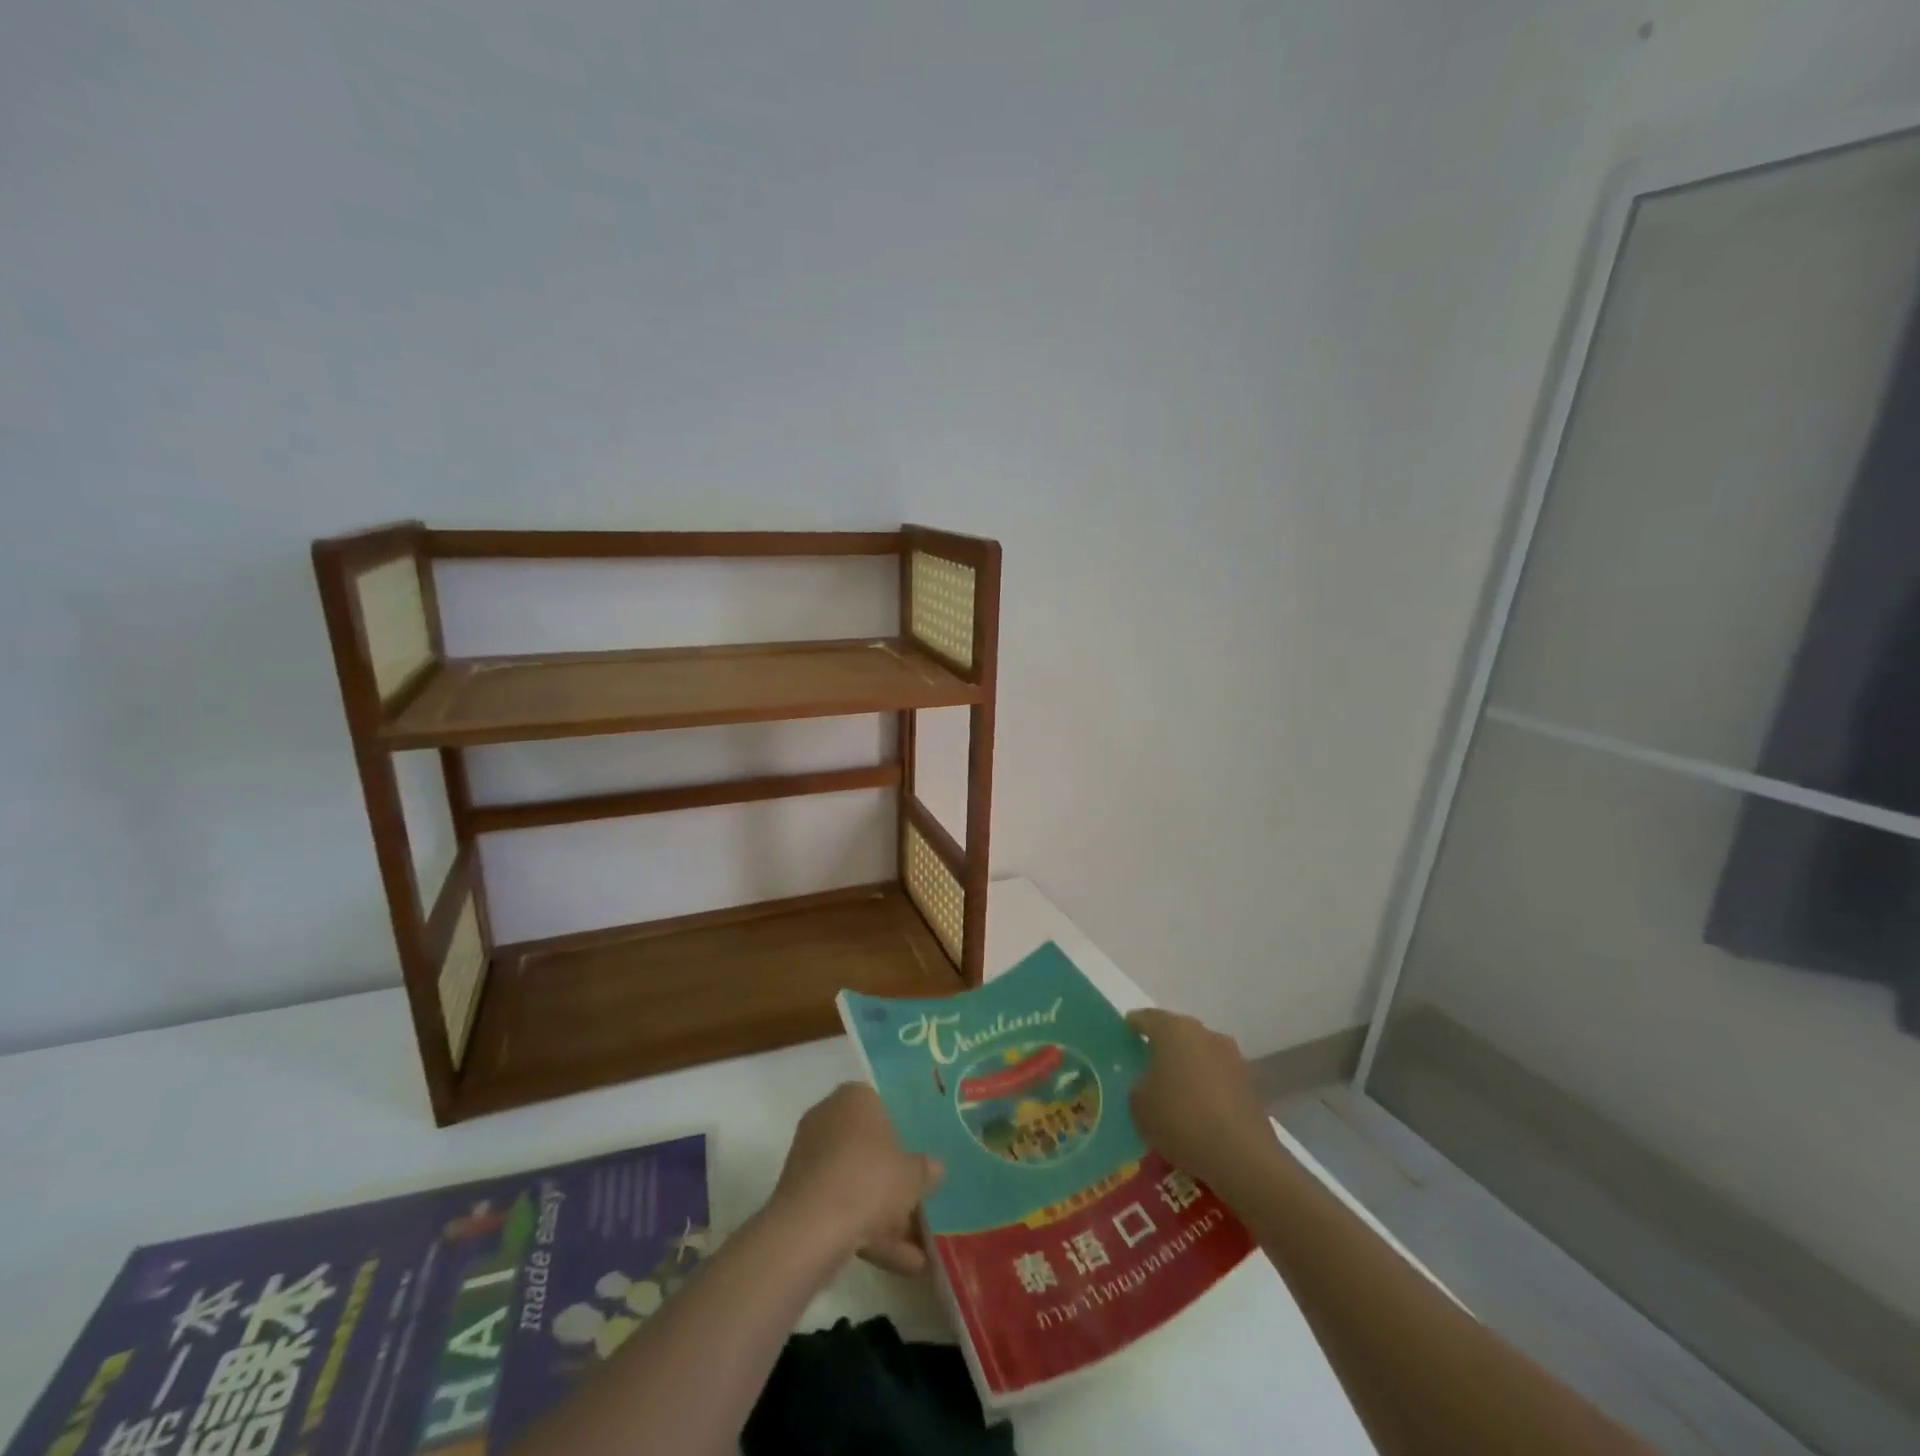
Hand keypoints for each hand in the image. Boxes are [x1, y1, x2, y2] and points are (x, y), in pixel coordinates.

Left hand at [769, 1084, 943, 1275]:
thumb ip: (925, 1170)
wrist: (811, 1228)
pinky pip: (839, 1207)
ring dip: (883, 1216)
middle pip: (867, 1149)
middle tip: (918, 1205)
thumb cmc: (870, 1180)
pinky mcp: (799, 1196)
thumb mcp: (913, 1175)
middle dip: (892, 1182)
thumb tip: (935, 1168)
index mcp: (854, 1098)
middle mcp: (828, 1119)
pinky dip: (865, 1232)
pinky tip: (900, 1264)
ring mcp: (810, 1158)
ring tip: (918, 1254)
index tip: (916, 1160)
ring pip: (854, 1183)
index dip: (901, 1135)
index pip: (881, 1107)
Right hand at [1126, 1008, 1273, 1195]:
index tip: (1126, 1033)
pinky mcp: (1250, 1083)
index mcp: (1173, 1030)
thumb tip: (1148, 1083)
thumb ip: (1138, 1086)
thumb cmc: (1181, 1120)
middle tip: (1148, 1061)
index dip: (1134, 1024)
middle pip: (1178, 1032)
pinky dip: (1207, 1085)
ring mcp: (1232, 1057)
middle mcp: (1205, 1034)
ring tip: (1175, 1087)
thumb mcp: (1139, 1105)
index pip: (1147, 1018)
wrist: (1242, 1157)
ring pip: (1201, 1053)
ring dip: (1188, 1064)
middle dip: (1163, 1044)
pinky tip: (1198, 1107)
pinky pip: (1218, 1076)